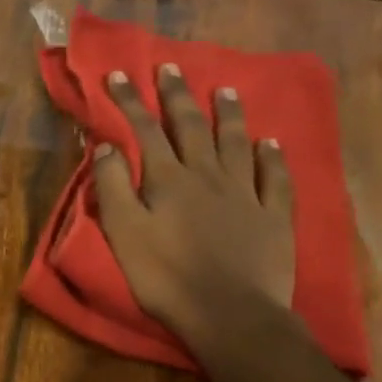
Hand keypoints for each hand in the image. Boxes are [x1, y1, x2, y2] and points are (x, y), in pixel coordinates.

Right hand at [92, 64, 296, 360]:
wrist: (229, 314)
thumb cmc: (166, 278)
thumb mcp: (124, 234)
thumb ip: (113, 188)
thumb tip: (108, 146)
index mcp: (168, 180)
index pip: (145, 131)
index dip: (130, 102)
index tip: (119, 74)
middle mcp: (208, 175)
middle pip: (191, 127)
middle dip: (178, 96)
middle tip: (171, 67)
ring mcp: (245, 193)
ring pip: (236, 143)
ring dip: (229, 115)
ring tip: (226, 90)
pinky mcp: (273, 216)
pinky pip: (274, 178)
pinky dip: (271, 157)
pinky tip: (271, 143)